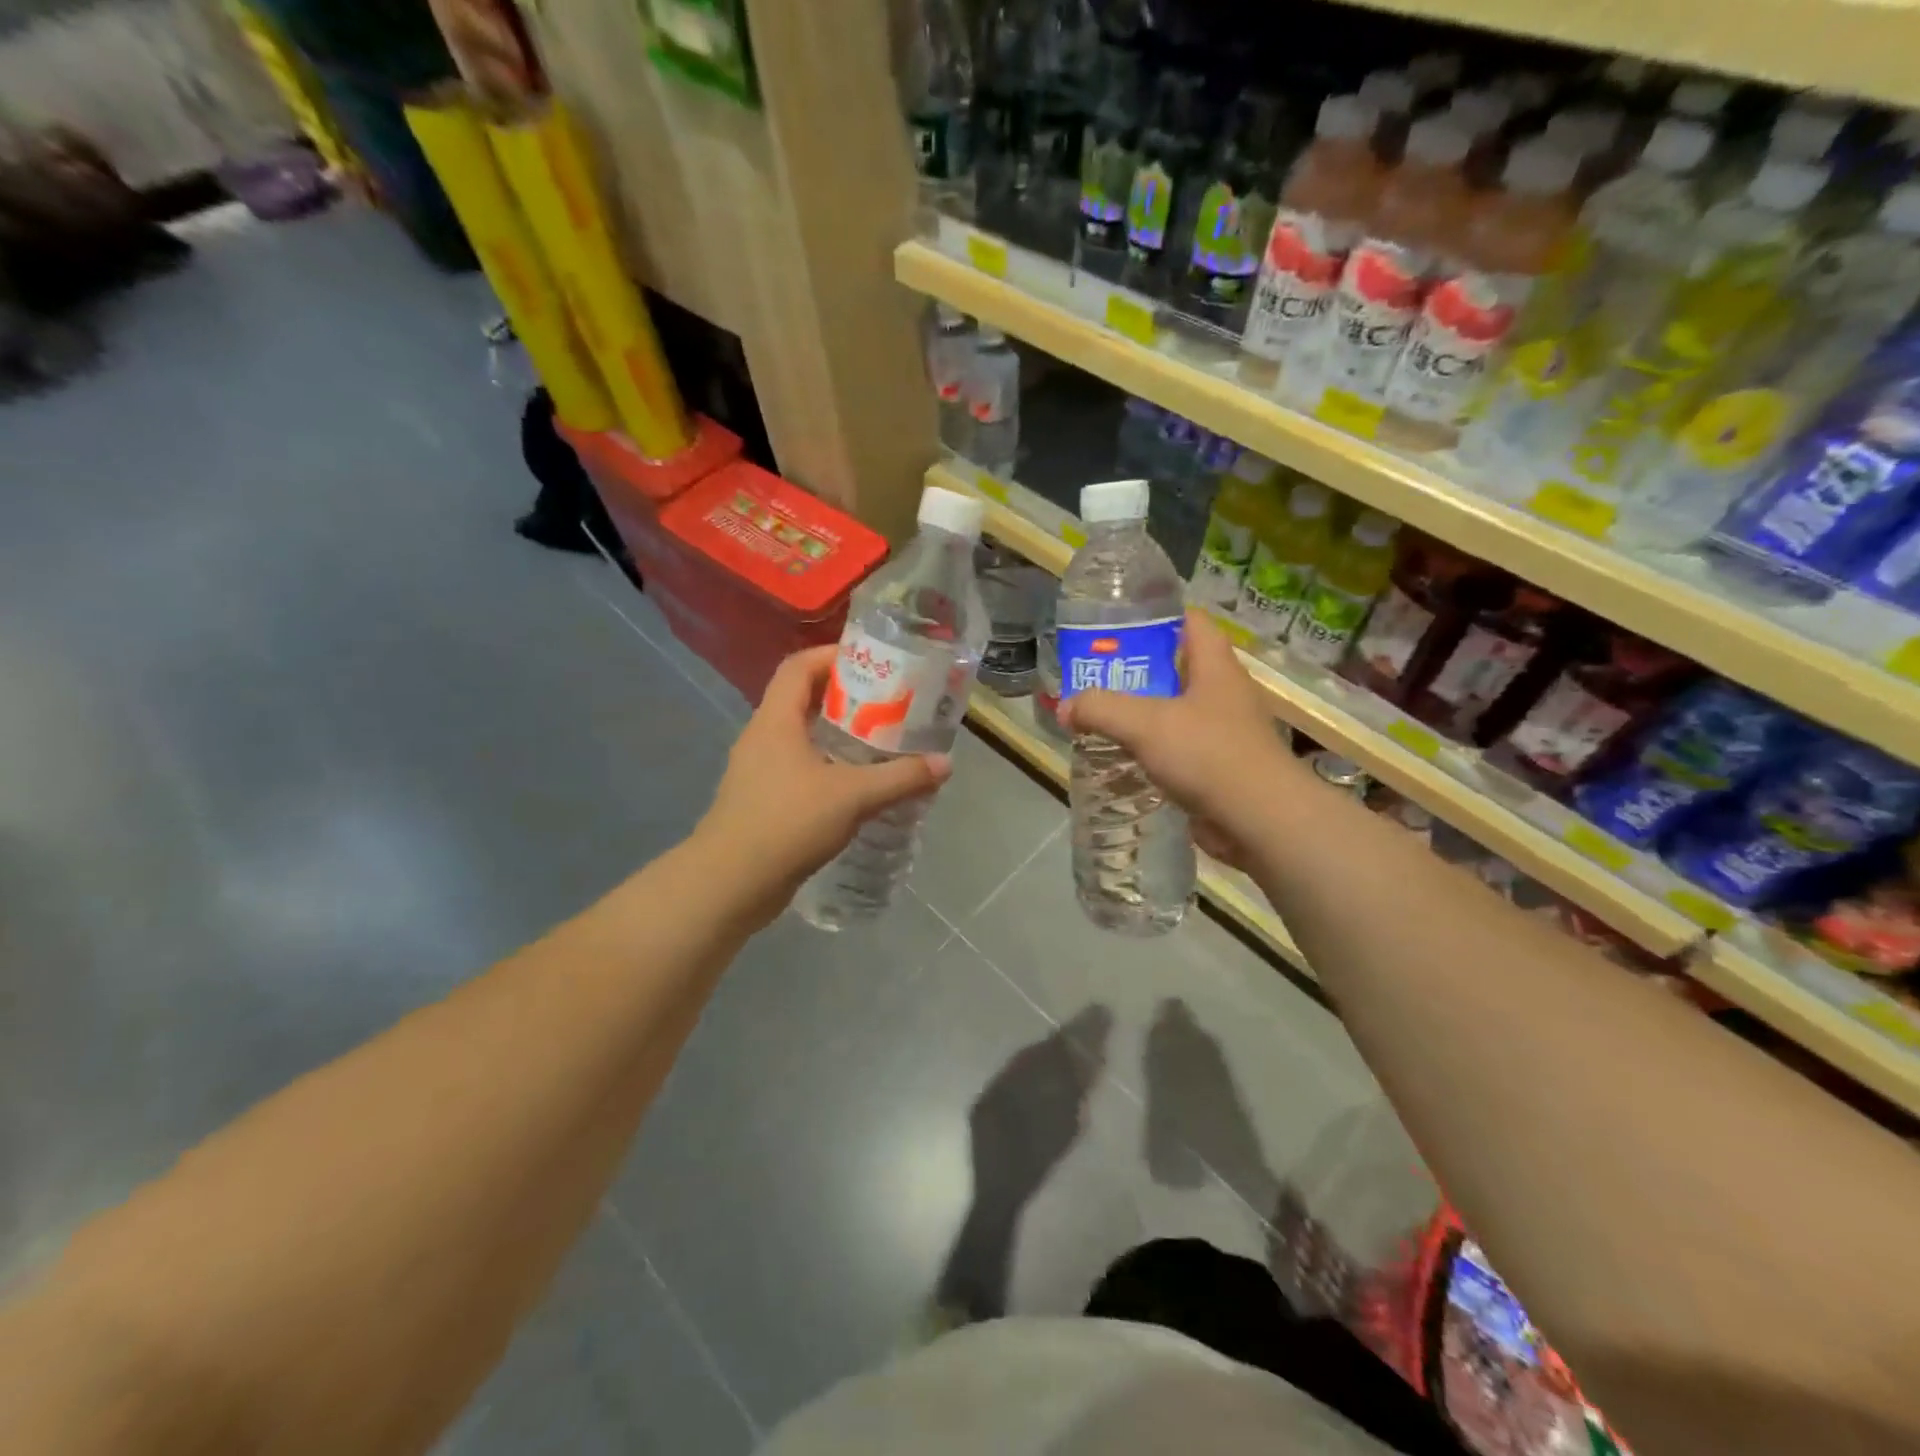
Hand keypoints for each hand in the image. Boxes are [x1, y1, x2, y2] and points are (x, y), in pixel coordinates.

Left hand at [694, 645, 951, 920]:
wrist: (730, 884)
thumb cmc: (787, 823)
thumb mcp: (853, 797)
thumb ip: (901, 778)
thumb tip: (945, 764)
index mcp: (776, 720)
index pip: (799, 667)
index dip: (832, 655)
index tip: (872, 661)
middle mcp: (763, 738)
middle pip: (803, 700)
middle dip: (845, 697)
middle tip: (888, 703)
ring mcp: (759, 771)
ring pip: (802, 738)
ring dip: (838, 735)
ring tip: (881, 742)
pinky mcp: (763, 802)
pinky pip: (800, 770)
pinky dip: (829, 767)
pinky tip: (858, 788)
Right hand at [1060, 608, 1300, 866]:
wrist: (1262, 822)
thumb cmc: (1209, 756)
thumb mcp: (1146, 724)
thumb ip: (1101, 709)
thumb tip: (1065, 708)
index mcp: (1215, 667)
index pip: (1190, 620)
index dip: (1155, 614)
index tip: (1115, 623)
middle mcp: (1222, 693)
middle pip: (1176, 667)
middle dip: (1135, 670)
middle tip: (1093, 675)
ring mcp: (1222, 732)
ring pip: (1174, 711)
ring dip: (1139, 714)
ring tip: (1098, 717)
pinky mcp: (1217, 768)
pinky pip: (1177, 749)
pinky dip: (1150, 751)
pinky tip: (1120, 760)